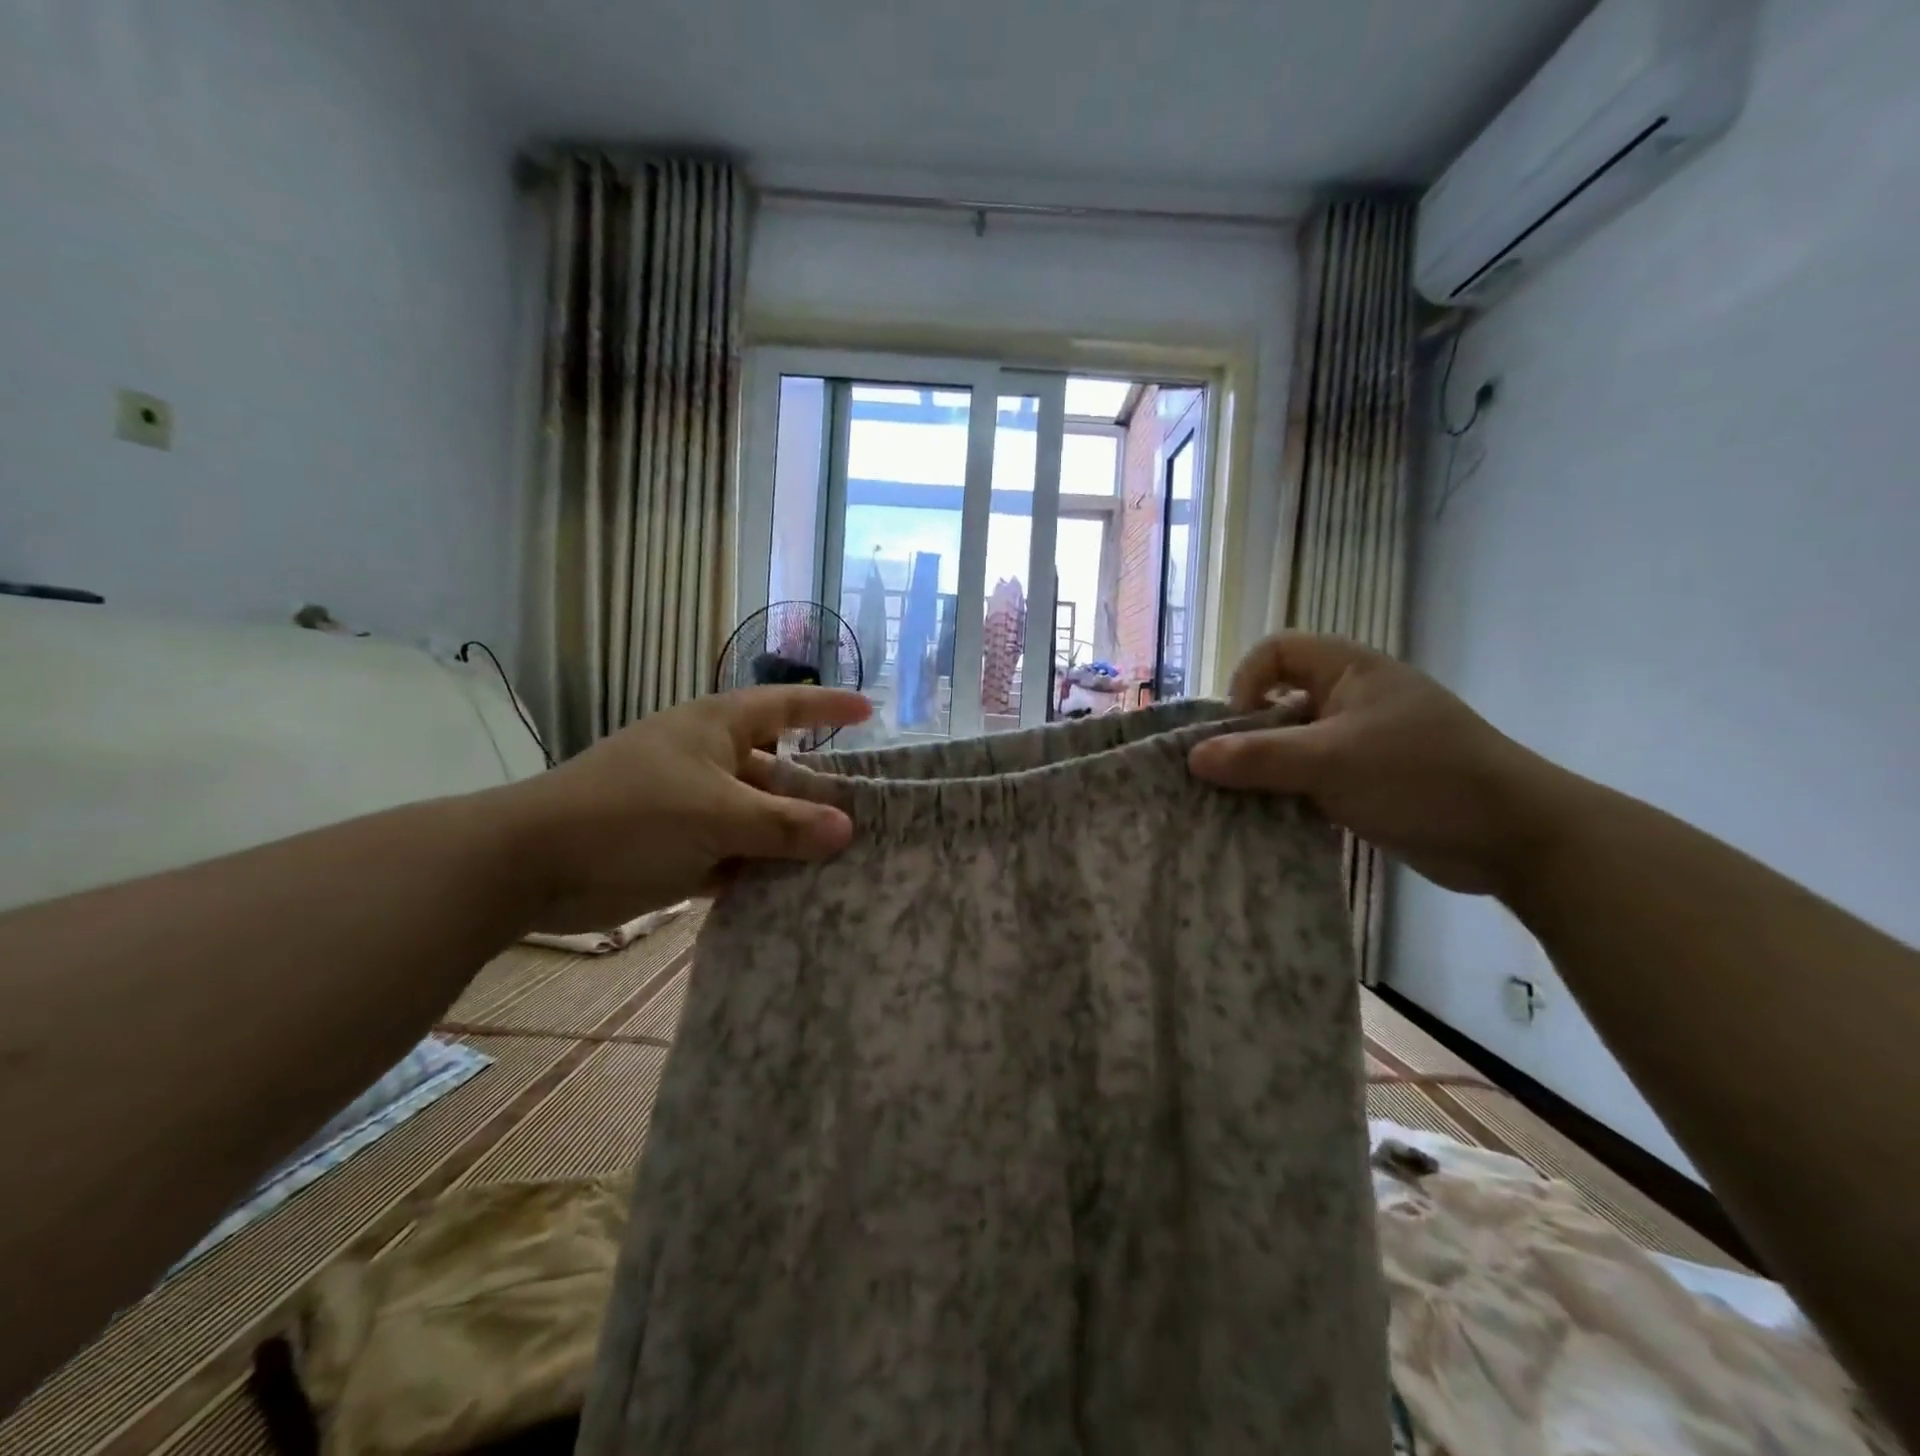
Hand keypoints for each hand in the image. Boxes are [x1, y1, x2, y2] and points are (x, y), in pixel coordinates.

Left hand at [492, 687, 870, 929]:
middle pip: (778, 770)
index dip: (827, 708)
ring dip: (792, 837)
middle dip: (818, 790)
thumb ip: (783, 824)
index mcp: (716, 729)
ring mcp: (694, 807)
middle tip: (869, 813)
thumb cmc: (631, 814)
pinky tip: (798, 890)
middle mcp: (710, 761)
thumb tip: (846, 829)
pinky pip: (737, 854)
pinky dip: (763, 869)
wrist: (533, 865)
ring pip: (759, 818)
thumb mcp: (716, 814)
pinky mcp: (680, 849)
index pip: (785, 707)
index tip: (870, 714)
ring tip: (845, 858)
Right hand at [1187, 633, 1571, 894]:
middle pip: (1278, 702)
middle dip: (1248, 737)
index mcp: (1348, 671)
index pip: (1275, 652)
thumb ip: (1258, 757)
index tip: (1239, 727)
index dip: (1246, 682)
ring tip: (1245, 804)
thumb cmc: (1420, 777)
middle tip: (1230, 775)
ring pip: (1293, 746)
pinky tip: (1277, 822)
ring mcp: (1361, 742)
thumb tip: (1193, 757)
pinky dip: (1290, 796)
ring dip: (1266, 772)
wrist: (1513, 836)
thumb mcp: (1330, 762)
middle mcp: (1352, 699)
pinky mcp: (1368, 782)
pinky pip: (1311, 779)